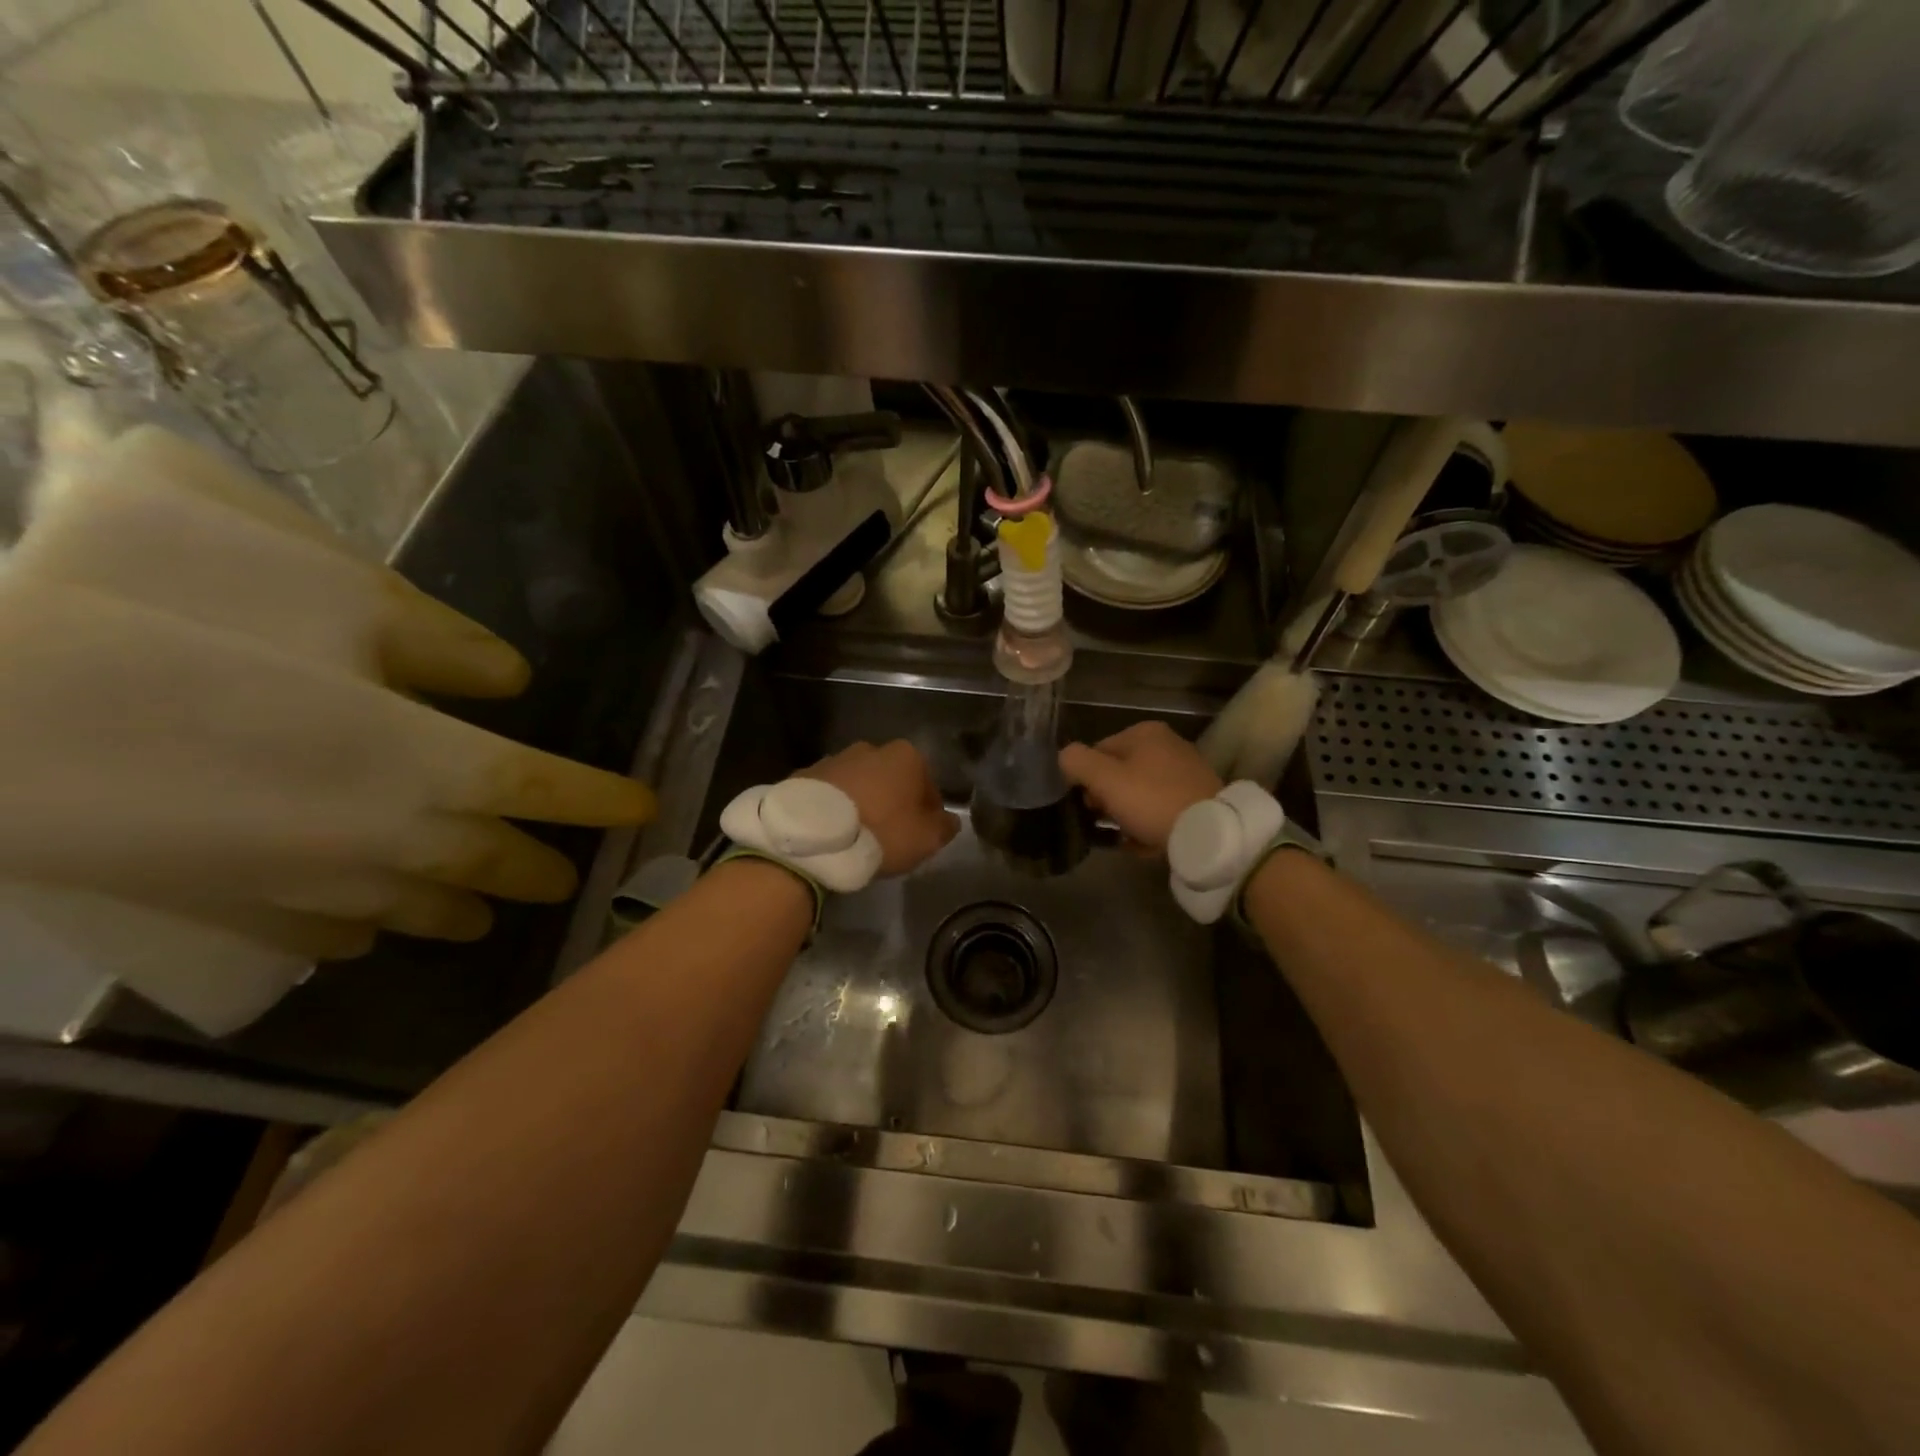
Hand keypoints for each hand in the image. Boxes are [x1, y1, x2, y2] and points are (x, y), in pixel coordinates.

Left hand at [798, 740, 958, 876]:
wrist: (813, 836)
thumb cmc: (881, 832)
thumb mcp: (926, 839)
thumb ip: (944, 827)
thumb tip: (948, 820)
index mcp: (906, 756)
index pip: (928, 785)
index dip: (927, 812)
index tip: (920, 834)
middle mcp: (871, 749)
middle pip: (891, 779)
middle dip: (892, 802)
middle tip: (888, 835)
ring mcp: (834, 759)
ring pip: (859, 784)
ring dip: (862, 802)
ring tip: (856, 836)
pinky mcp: (805, 775)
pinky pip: (830, 794)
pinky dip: (834, 808)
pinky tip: (832, 833)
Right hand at [1059, 721, 1221, 856]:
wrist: (1208, 832)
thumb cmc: (1151, 800)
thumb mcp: (1104, 779)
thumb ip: (1076, 762)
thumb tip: (1064, 758)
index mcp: (1145, 733)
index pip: (1098, 751)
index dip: (1086, 780)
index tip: (1088, 805)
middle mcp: (1167, 744)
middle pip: (1119, 773)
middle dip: (1107, 798)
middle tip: (1104, 821)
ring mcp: (1185, 771)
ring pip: (1139, 793)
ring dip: (1126, 814)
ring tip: (1123, 836)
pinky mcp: (1197, 797)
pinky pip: (1160, 808)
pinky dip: (1149, 823)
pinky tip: (1143, 842)